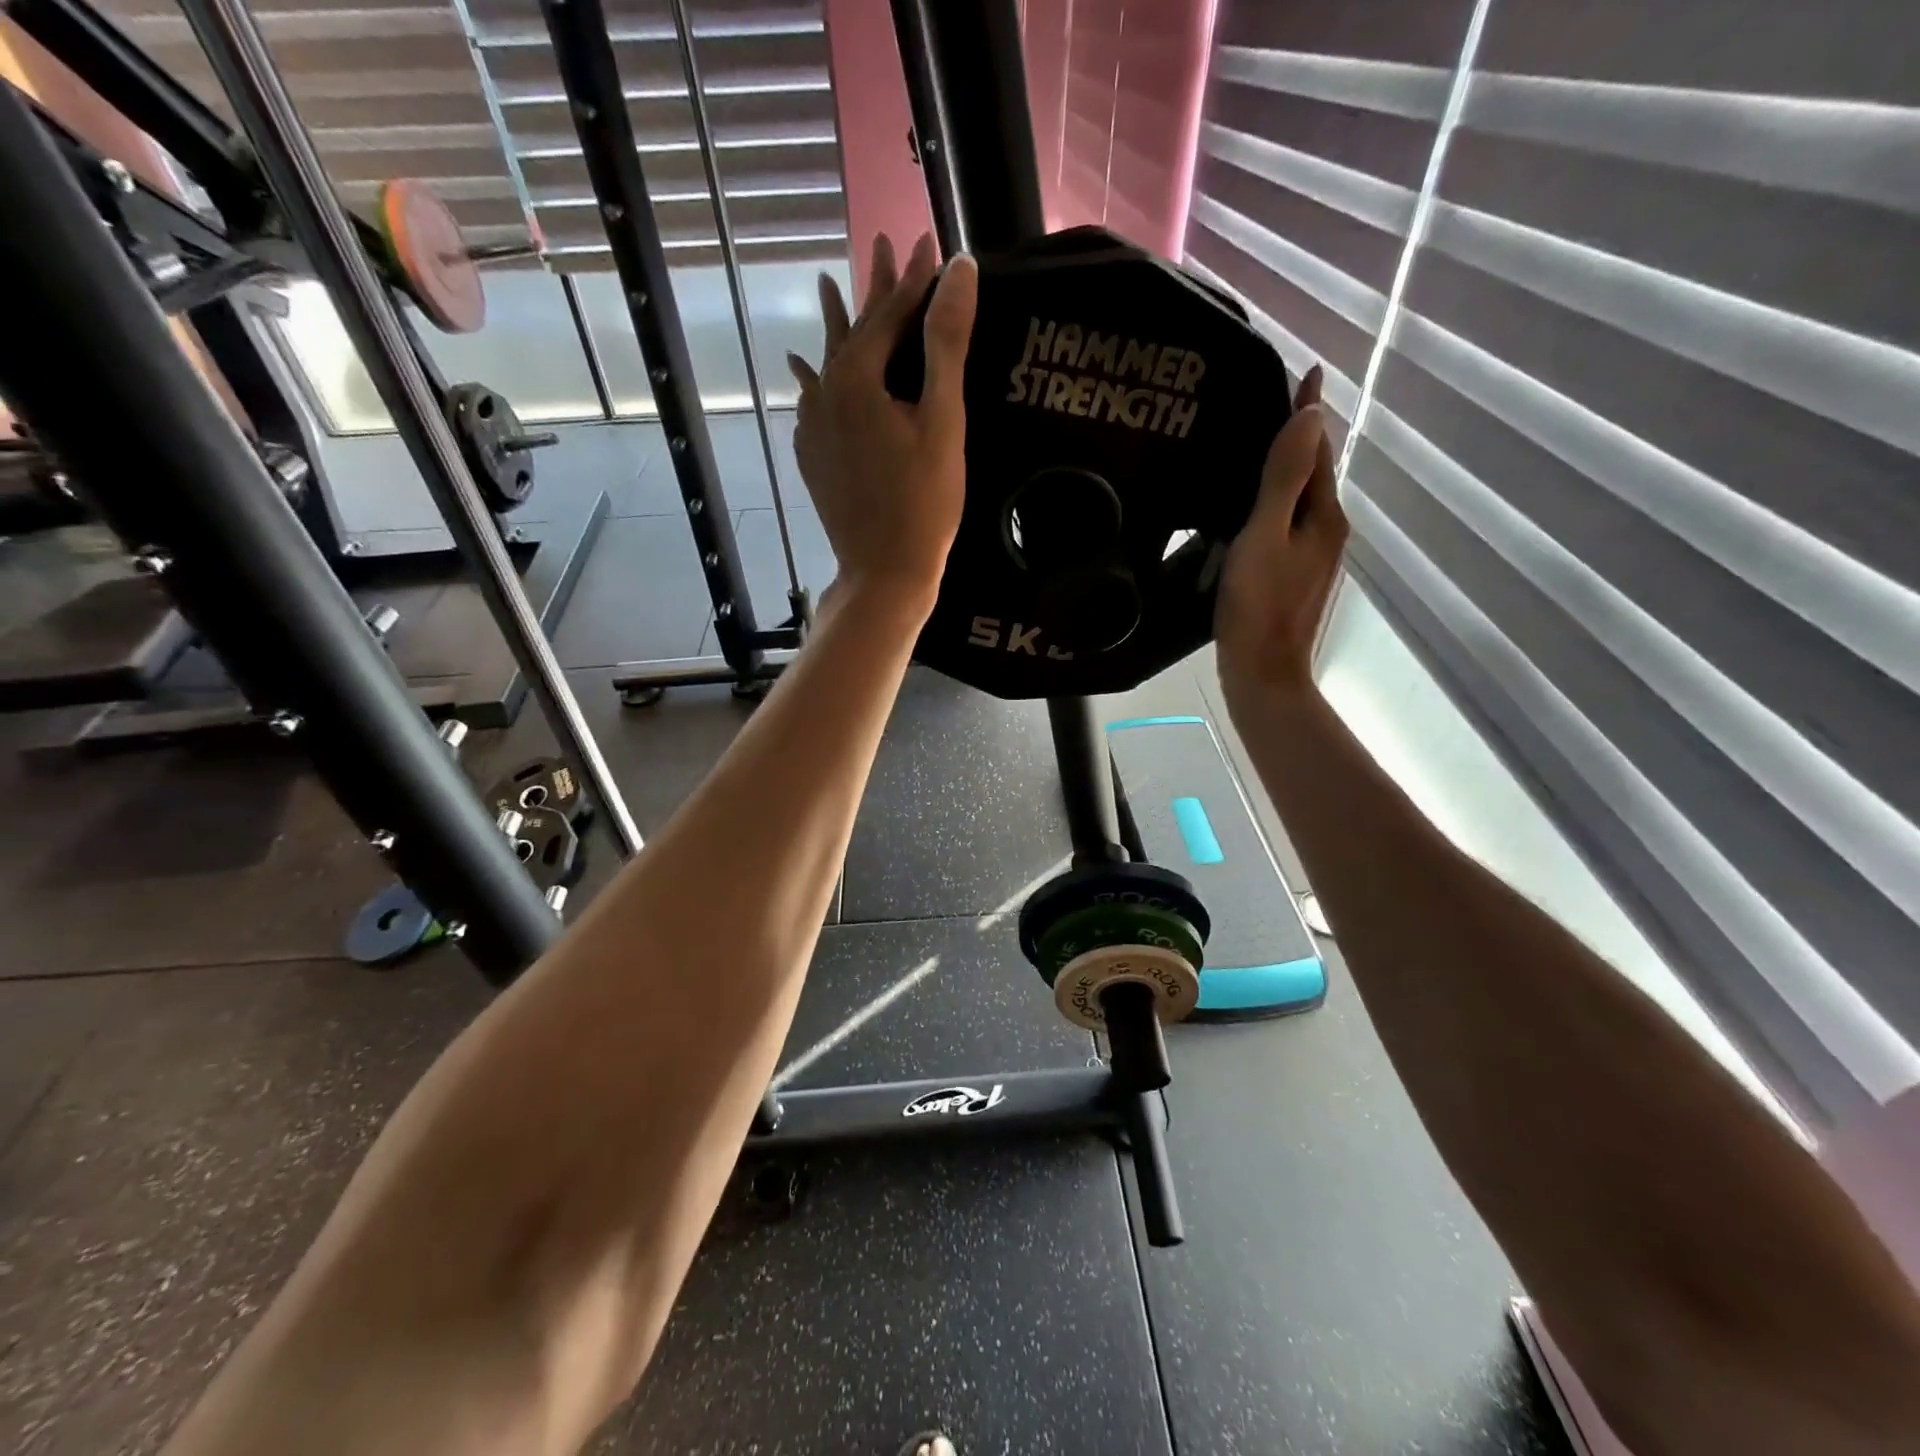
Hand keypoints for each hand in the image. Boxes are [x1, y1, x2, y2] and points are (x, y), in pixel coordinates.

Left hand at [787, 233, 978, 607]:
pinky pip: (814, 401)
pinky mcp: (812, 455)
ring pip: (828, 363)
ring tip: (829, 286)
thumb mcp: (942, 421)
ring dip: (839, 326)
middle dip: (874, 290)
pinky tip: (806, 371)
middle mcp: (825, 394)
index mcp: (857, 379)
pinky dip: (818, 377)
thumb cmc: (925, 502)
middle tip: (882, 244)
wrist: (884, 570)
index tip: (932, 242)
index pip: (890, 314)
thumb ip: (946, 343)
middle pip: (854, 331)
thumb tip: (958, 268)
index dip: (914, 278)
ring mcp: (813, 427)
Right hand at [1215, 366, 1346, 700]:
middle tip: (1265, 407)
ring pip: (1297, 502)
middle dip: (1295, 440)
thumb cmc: (1258, 606)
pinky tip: (1244, 511)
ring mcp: (1311, 559)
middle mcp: (1326, 532)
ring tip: (1249, 451)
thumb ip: (1284, 479)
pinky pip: (1283, 527)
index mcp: (1323, 517)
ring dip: (1282, 473)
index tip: (1305, 371)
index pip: (1318, 450)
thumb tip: (1310, 416)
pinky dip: (1269, 507)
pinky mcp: (1292, 578)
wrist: (1263, 674)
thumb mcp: (1265, 537)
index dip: (1308, 412)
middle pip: (1311, 474)